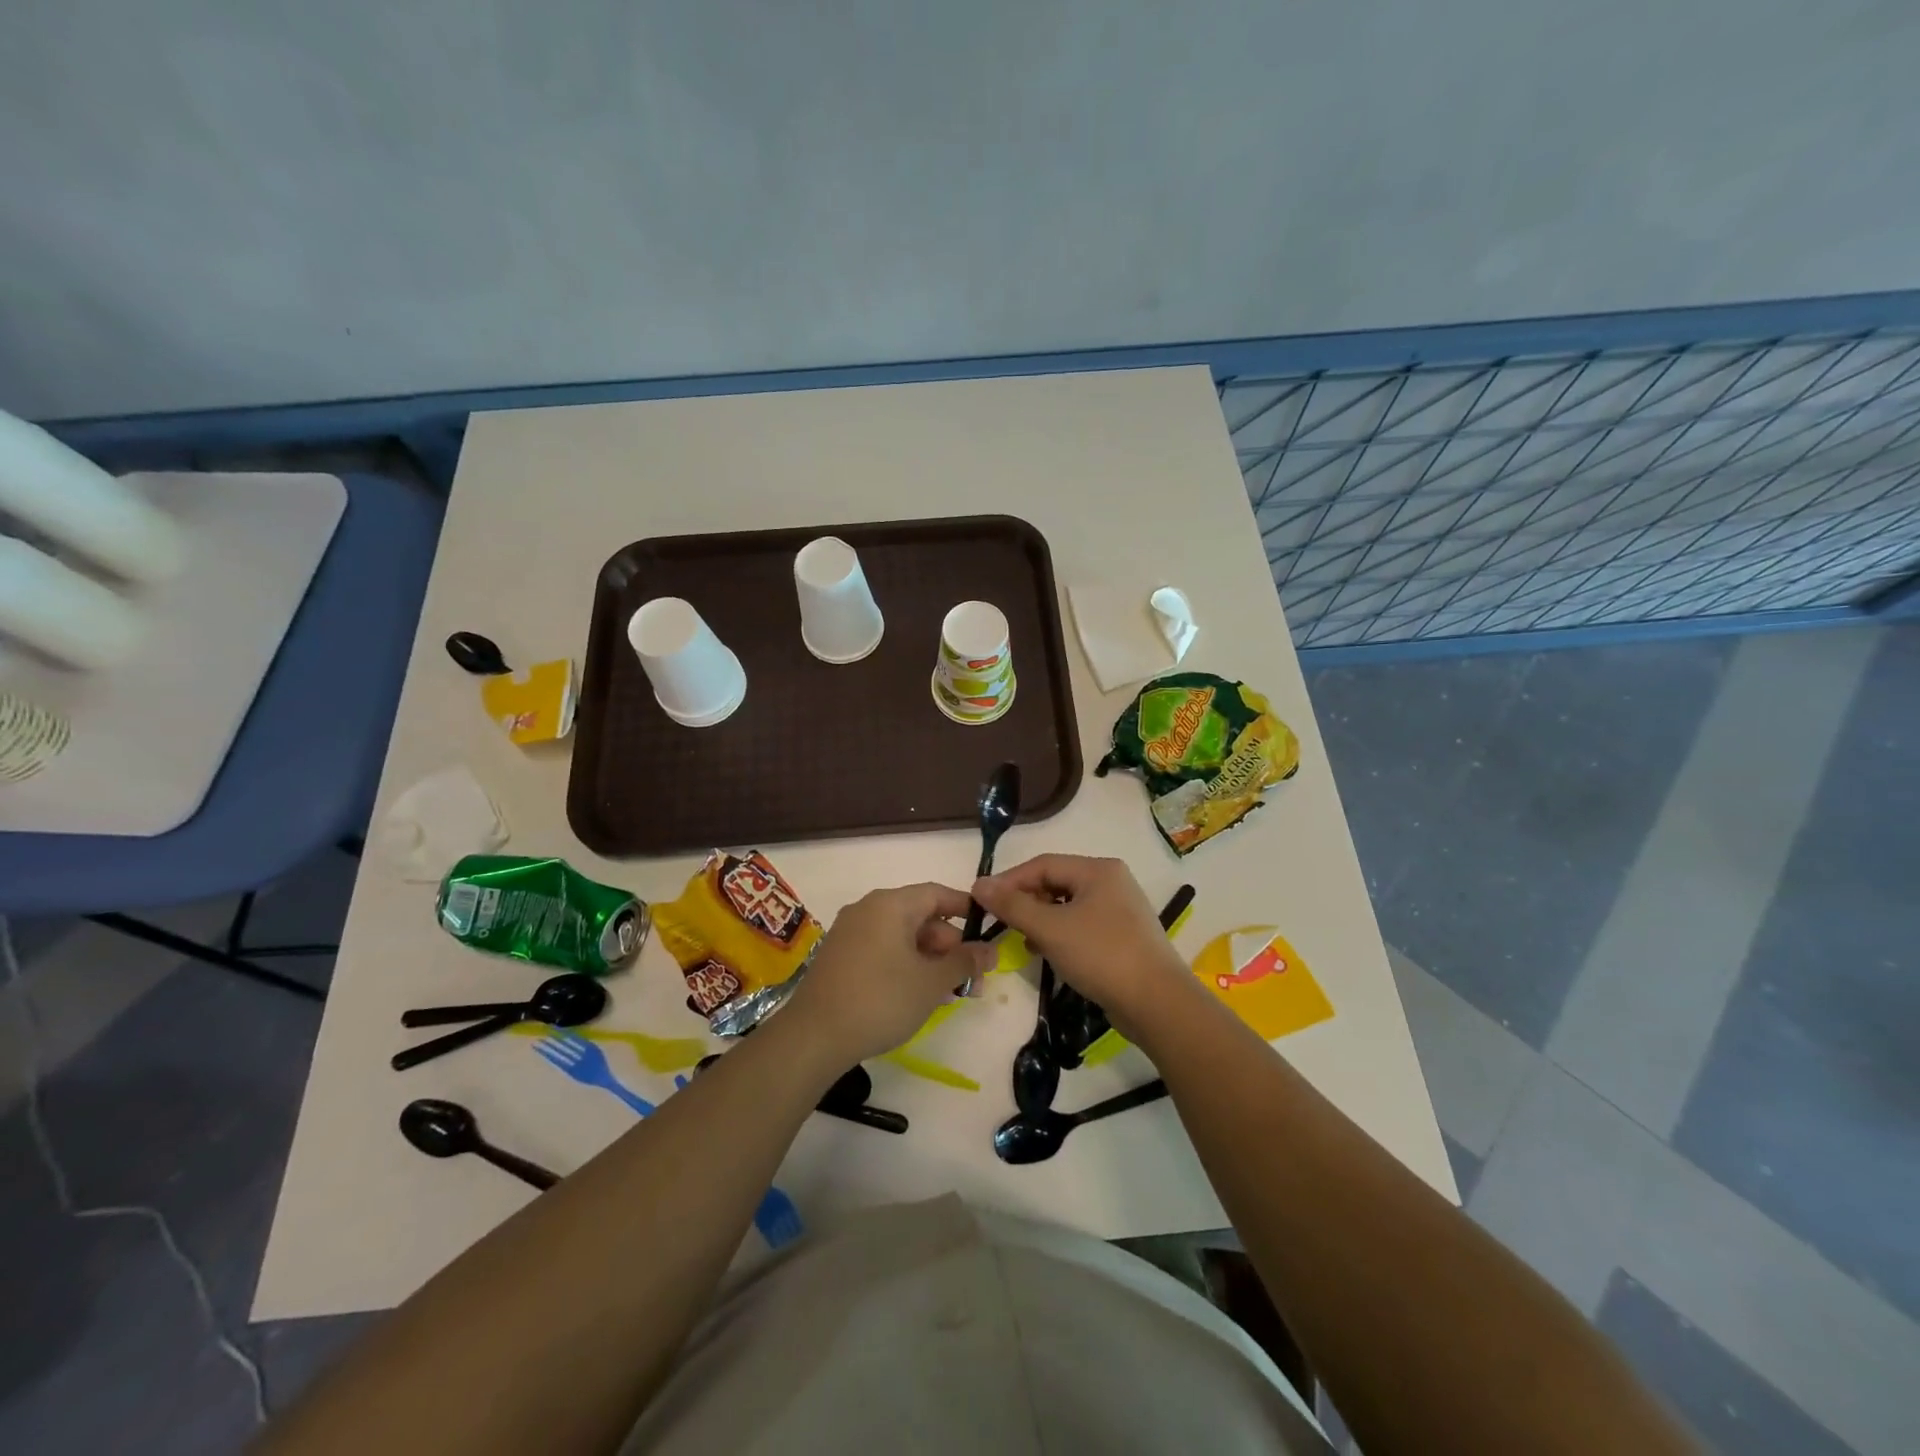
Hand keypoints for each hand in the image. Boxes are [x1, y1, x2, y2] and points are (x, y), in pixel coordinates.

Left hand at [780, 883, 993, 1067]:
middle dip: (950, 946)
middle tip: (972, 979)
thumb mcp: (931, 982)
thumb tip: (990, 950)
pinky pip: (883, 949)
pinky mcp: (840, 956)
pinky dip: (906, 965)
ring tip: (951, 993)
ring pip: (902, 937)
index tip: (988, 931)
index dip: (966, 909)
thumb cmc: (881, 1000)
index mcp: (890, 904)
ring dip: (930, 960)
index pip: (937, 894)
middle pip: (920, 917)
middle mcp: (868, 909)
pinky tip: (919, 995)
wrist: (814, 1036)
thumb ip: (964, 962)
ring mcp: (850, 932)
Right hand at [971, 855, 1192, 1037]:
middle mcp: (1111, 882)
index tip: (982, 901)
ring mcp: (1120, 909)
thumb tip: (979, 884)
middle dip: (1026, 901)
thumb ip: (1013, 905)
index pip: (1043, 865)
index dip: (1009, 881)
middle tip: (1002, 923)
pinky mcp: (1123, 935)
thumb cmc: (1101, 955)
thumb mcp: (1050, 929)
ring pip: (1068, 905)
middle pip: (1056, 882)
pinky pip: (1082, 924)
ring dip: (1041, 920)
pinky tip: (1049, 953)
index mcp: (1098, 870)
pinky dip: (1061, 934)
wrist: (1157, 1003)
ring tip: (1024, 940)